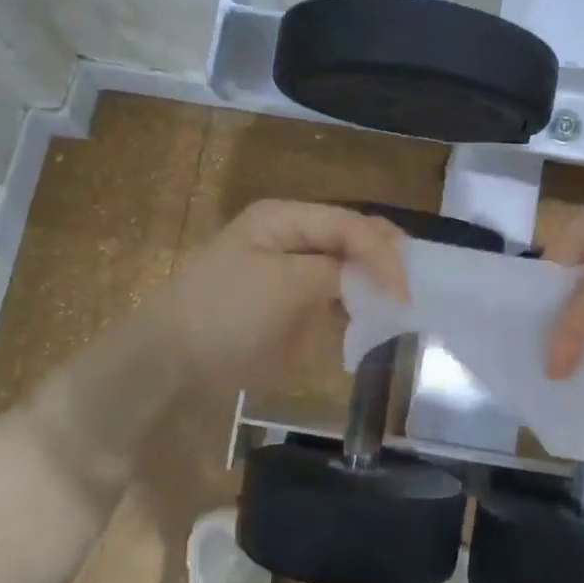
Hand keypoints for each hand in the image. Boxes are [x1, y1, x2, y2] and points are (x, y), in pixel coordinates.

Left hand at [138, 200, 408, 392]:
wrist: (173, 363)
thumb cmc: (224, 312)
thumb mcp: (283, 283)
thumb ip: (336, 272)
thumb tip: (376, 278)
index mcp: (287, 219)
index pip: (350, 225)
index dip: (383, 253)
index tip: (404, 292)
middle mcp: (296, 239)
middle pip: (355, 242)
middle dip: (385, 264)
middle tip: (411, 295)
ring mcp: (296, 275)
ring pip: (352, 272)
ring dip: (376, 288)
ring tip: (402, 310)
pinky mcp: (297, 309)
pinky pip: (339, 303)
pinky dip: (360, 313)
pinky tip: (376, 325)